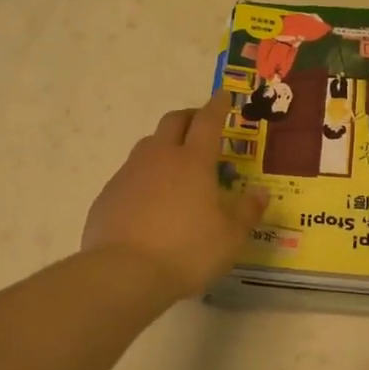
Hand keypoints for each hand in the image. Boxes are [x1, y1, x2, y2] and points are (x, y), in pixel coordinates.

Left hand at [82, 90, 268, 296]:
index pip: (208, 121)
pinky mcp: (108, 195)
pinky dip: (144, 178)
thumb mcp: (230, 237)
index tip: (223, 96)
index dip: (218, 106)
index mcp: (193, 161)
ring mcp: (129, 174)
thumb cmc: (187, 251)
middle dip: (189, 117)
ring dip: (164, 145)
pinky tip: (149, 202)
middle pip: (173, 122)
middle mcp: (159, 157)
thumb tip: (260, 193)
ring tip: (175, 165)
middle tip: (200, 125)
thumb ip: (247, 212)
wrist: (124, 273)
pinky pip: (130, 175)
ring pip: (148, 146)